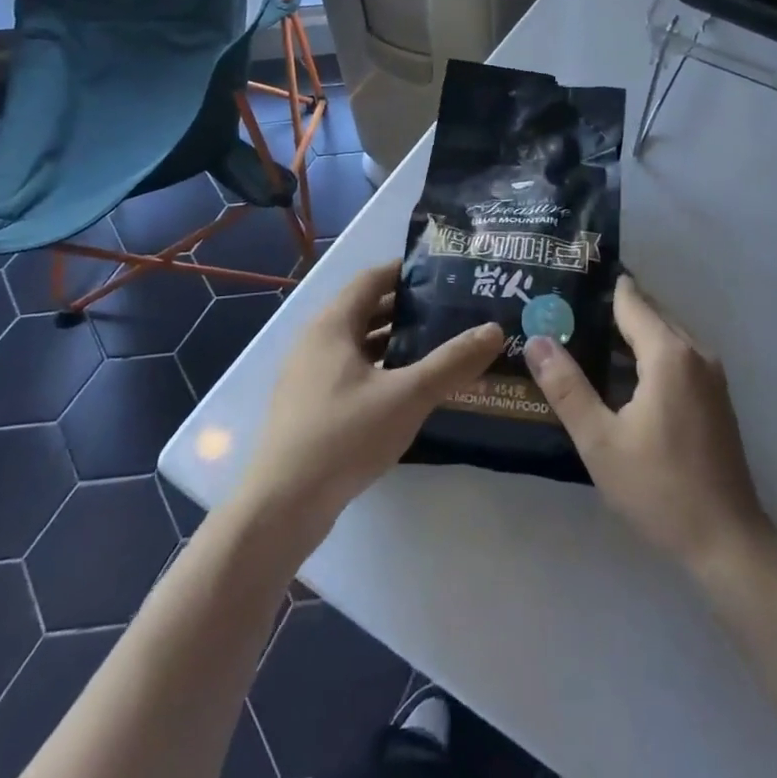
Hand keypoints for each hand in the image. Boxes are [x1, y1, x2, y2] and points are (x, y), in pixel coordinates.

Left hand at [238, 260, 503, 534]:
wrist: (282, 506)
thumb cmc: (344, 436)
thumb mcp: (407, 396)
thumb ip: (452, 362)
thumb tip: (494, 329)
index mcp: (332, 325)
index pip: (371, 278)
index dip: (405, 271)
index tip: (444, 272)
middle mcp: (315, 341)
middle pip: (365, 309)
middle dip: (407, 308)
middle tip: (451, 310)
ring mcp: (308, 376)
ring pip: (358, 344)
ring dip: (394, 341)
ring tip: (438, 345)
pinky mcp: (309, 407)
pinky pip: (350, 371)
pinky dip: (380, 368)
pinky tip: (407, 388)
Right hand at [526, 276, 773, 576]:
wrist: (727, 540)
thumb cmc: (659, 488)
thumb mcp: (600, 441)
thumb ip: (567, 387)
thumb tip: (537, 339)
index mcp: (670, 354)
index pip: (631, 300)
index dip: (598, 288)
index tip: (565, 280)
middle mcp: (695, 352)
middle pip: (648, 313)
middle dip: (608, 309)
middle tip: (562, 311)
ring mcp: (710, 375)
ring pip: (663, 335)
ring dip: (627, 334)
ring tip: (581, 338)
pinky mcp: (714, 396)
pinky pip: (676, 356)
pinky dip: (646, 354)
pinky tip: (617, 375)